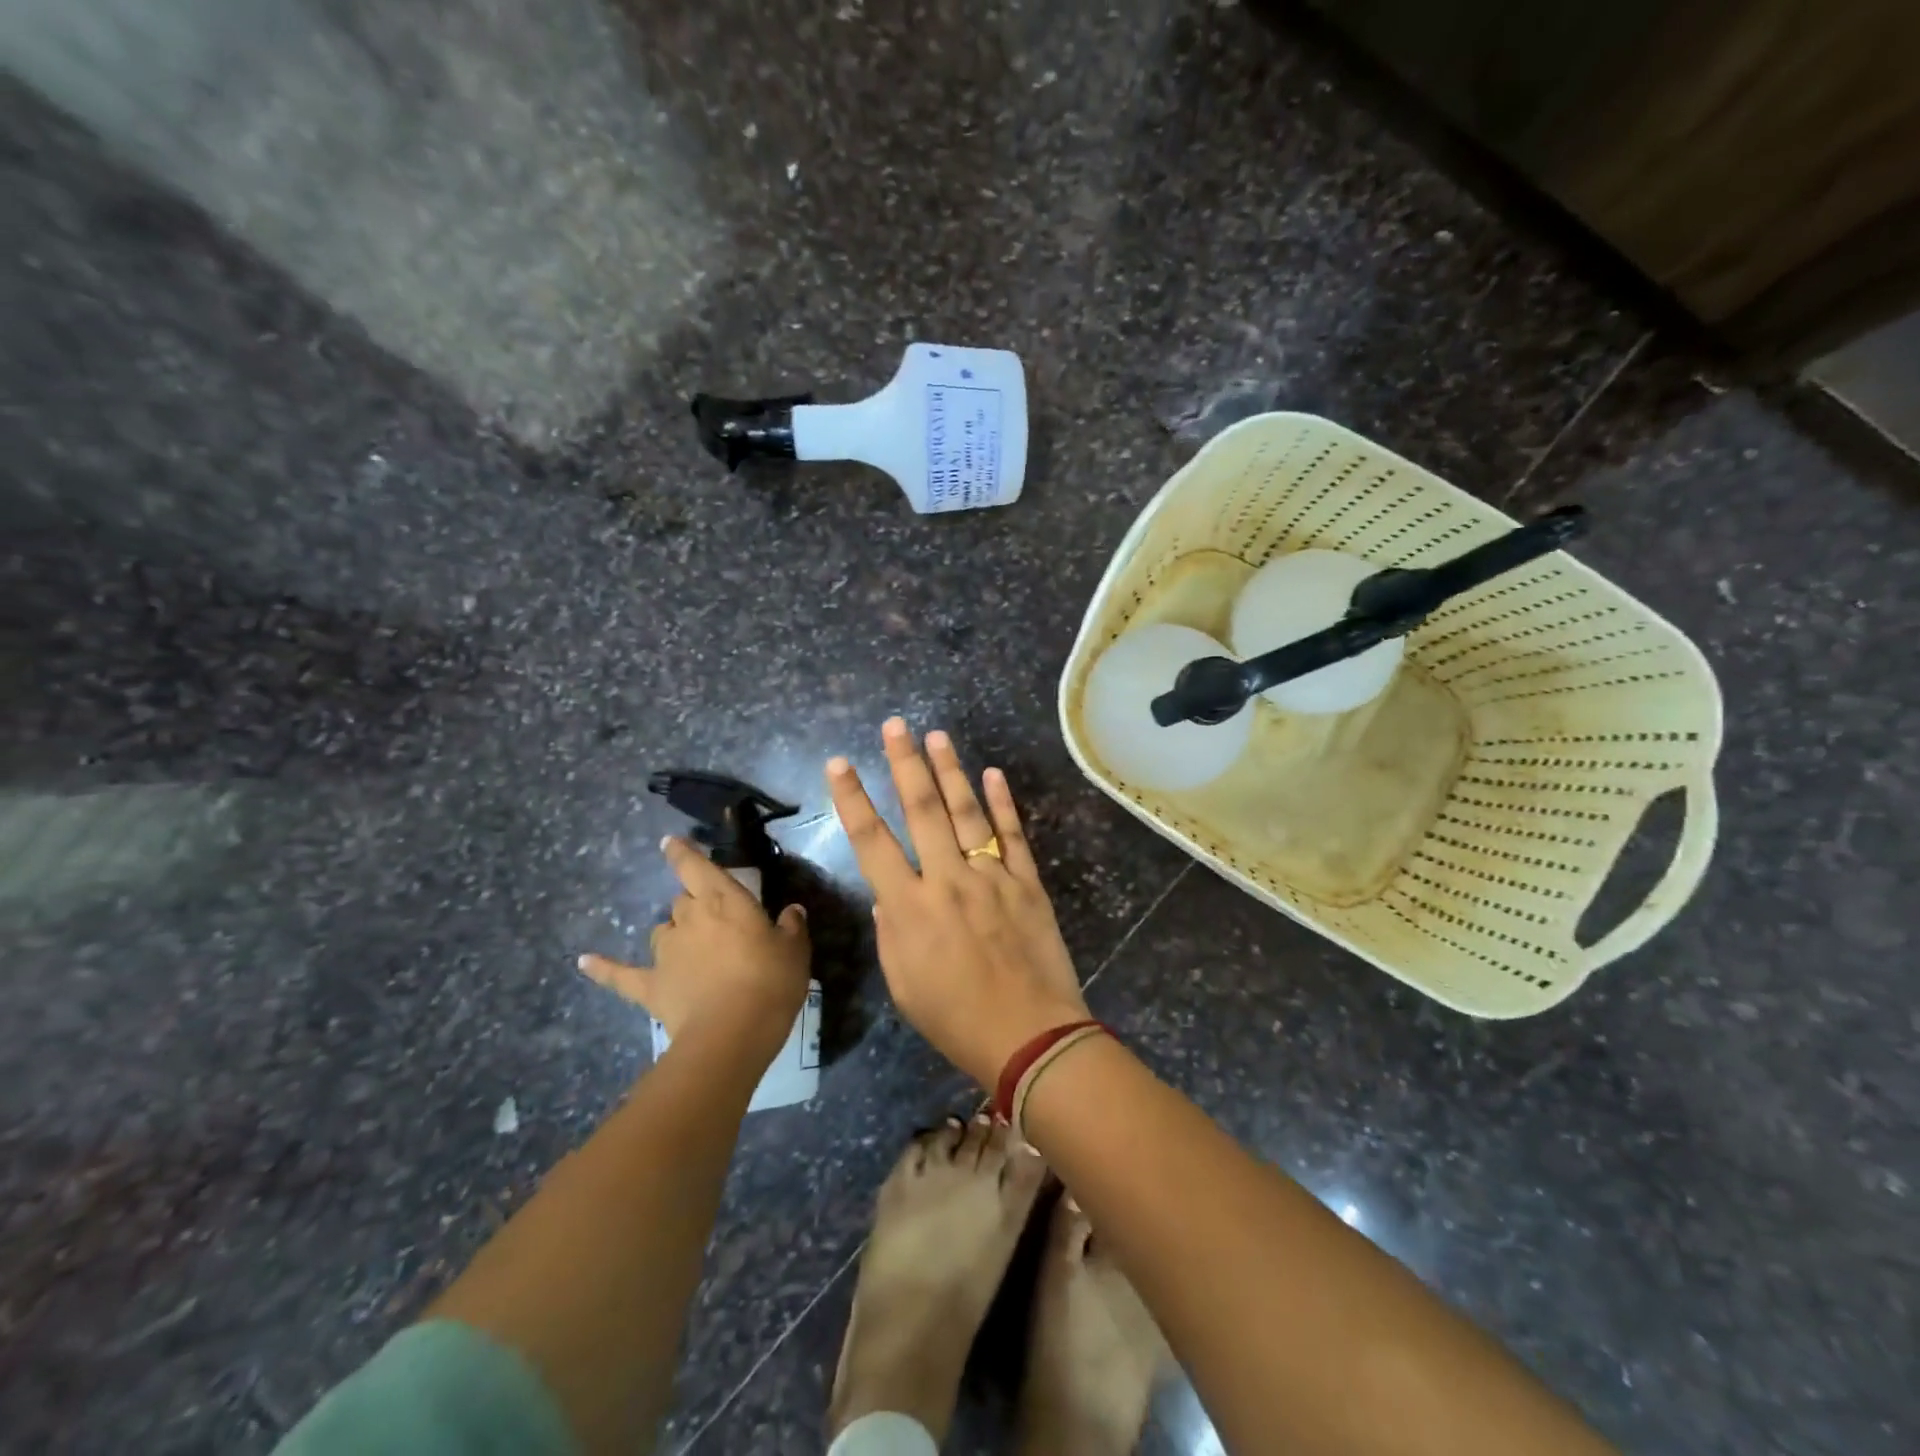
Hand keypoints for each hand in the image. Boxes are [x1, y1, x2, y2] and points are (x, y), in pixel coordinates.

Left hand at [579, 837, 809, 1055]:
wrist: (733, 1032)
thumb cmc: (771, 982)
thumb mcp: (795, 951)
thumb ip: (791, 927)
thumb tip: (791, 911)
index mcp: (724, 900)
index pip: (696, 867)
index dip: (683, 853)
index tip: (670, 842)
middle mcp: (689, 918)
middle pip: (683, 901)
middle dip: (695, 906)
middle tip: (717, 924)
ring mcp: (666, 952)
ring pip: (662, 931)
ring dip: (673, 934)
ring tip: (689, 949)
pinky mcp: (651, 985)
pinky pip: (620, 975)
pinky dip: (603, 968)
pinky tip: (584, 961)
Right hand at [826, 718, 1090, 1088]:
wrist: (1029, 1035)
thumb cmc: (955, 1018)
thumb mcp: (903, 984)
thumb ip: (891, 931)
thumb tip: (887, 893)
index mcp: (909, 907)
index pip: (871, 842)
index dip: (853, 799)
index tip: (840, 764)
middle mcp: (947, 880)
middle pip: (922, 811)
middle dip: (904, 764)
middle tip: (895, 726)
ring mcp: (991, 876)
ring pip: (967, 813)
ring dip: (950, 771)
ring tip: (937, 736)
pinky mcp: (1027, 882)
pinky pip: (1012, 835)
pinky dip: (1003, 803)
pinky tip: (992, 774)